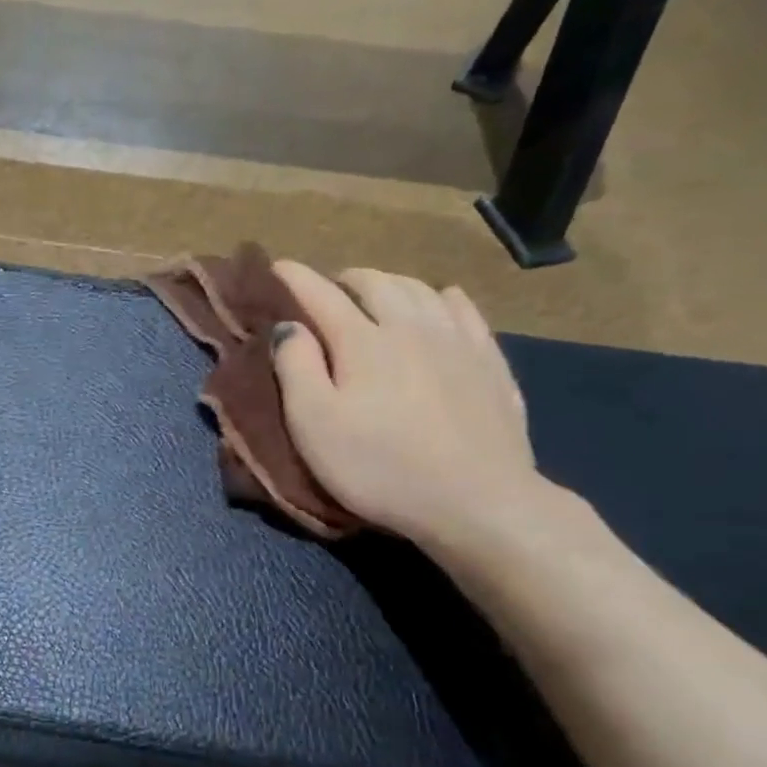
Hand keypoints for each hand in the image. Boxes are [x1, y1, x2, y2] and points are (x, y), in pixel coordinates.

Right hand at [271, 263, 546, 545]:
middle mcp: (411, 327)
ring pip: (421, 289)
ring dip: (390, 284)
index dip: (294, 278)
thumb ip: (295, 368)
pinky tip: (441, 302)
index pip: (321, 295)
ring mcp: (457, 341)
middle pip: (376, 283)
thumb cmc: (378, 466)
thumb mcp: (314, 425)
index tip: (275, 266)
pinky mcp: (490, 363)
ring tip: (376, 295)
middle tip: (327, 292)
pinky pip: (465, 310)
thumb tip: (288, 327)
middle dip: (344, 279)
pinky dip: (442, 298)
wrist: (476, 500)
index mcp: (362, 341)